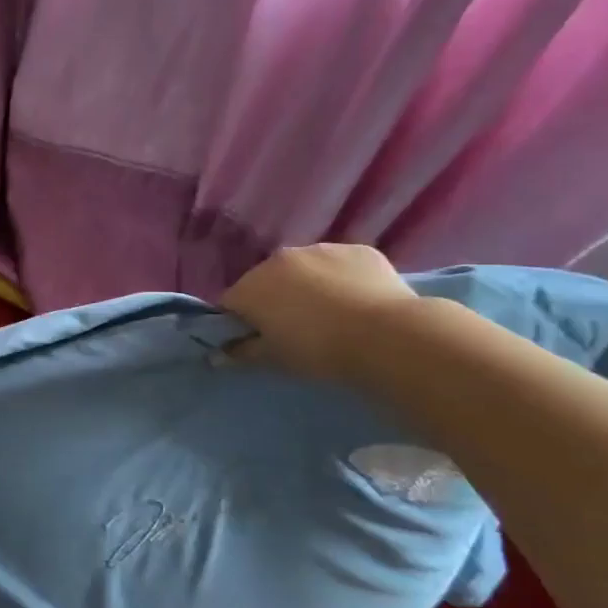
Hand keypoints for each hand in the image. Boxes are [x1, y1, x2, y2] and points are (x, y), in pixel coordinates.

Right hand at [219, 244, 420, 382]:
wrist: (388, 336)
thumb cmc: (319, 350)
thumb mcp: (275, 358)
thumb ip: (242, 352)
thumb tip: (219, 353)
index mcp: (252, 286)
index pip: (232, 303)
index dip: (240, 323)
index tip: (257, 341)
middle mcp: (280, 259)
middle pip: (266, 281)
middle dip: (274, 300)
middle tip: (295, 329)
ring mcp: (320, 249)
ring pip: (304, 269)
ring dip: (308, 287)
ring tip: (332, 315)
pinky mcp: (358, 249)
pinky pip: (339, 265)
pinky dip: (342, 280)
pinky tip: (358, 302)